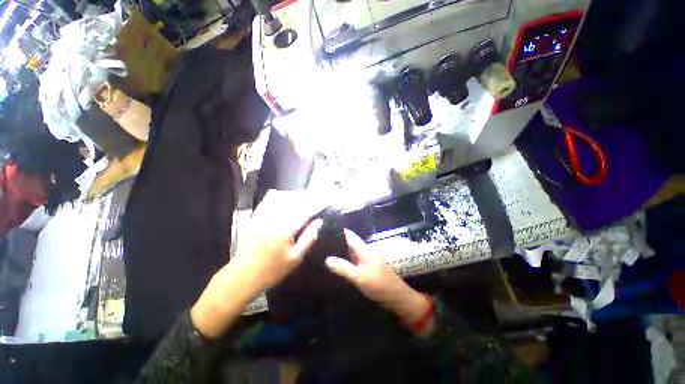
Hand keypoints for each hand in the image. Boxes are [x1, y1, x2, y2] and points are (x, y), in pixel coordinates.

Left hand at [230, 189, 324, 294]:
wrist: (243, 275)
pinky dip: (276, 195)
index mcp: (286, 229)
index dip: (317, 204)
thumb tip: (319, 222)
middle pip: (293, 200)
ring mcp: (262, 216)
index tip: (326, 200)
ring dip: (293, 194)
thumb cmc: (273, 270)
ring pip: (280, 197)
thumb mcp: (296, 258)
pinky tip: (282, 196)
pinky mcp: (254, 218)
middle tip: (316, 196)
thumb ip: (309, 238)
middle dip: (306, 196)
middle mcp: (274, 218)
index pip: (306, 211)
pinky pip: (266, 200)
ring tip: (302, 195)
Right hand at [325, 230, 430, 327]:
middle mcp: (366, 253)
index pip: (350, 236)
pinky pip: (354, 263)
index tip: (325, 231)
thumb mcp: (360, 277)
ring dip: (341, 253)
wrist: (398, 299)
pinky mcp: (367, 270)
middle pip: (350, 244)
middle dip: (337, 243)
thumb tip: (327, 259)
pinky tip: (336, 267)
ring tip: (325, 254)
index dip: (339, 232)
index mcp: (365, 250)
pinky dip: (346, 263)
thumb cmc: (380, 285)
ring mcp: (367, 261)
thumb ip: (344, 268)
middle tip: (321, 245)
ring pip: (351, 254)